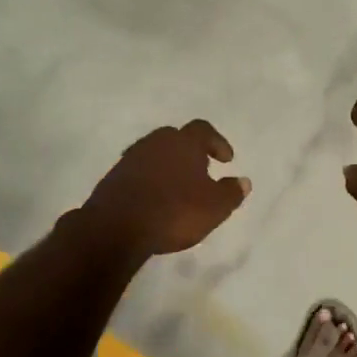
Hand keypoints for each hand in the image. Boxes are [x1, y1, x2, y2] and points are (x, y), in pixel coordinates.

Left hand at [81, 120, 250, 258]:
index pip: (203, 129)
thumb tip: (244, 181)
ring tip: (177, 186)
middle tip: (200, 170)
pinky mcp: (113, 177)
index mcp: (184, 142)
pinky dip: (149, 179)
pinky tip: (154, 198)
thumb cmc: (175, 212)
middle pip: (176, 137)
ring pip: (154, 153)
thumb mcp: (215, 207)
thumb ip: (231, 192)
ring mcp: (131, 158)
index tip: (226, 160)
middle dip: (190, 151)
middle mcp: (156, 142)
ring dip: (167, 165)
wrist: (116, 227)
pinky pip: (138, 171)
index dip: (217, 142)